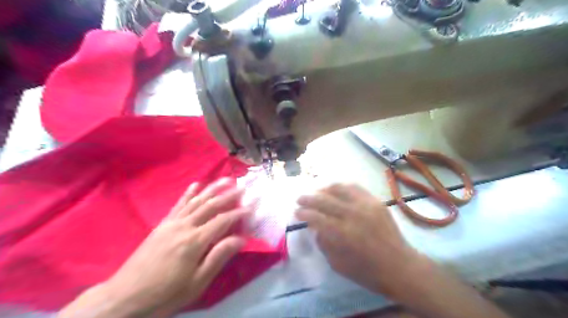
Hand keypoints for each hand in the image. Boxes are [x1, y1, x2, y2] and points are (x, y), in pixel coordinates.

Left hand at [58, 178, 249, 316]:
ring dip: (212, 188)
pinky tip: (196, 184)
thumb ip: (219, 257)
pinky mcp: (162, 224)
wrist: (125, 297)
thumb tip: (241, 239)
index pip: (223, 221)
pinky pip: (178, 204)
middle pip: (211, 205)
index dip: (238, 213)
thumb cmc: (166, 293)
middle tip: (243, 187)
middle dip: (229, 195)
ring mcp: (172, 223)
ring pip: (196, 200)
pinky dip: (189, 193)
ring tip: (225, 179)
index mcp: (195, 241)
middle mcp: (184, 226)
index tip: (251, 207)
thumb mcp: (197, 282)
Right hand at [298, 184, 420, 297]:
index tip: (296, 212)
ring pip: (339, 188)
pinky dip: (342, 186)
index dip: (303, 213)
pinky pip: (355, 187)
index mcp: (342, 234)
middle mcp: (352, 215)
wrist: (400, 267)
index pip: (316, 217)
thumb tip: (314, 226)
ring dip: (324, 189)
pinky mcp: (375, 201)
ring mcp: (365, 205)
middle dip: (308, 198)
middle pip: (324, 200)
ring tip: (316, 192)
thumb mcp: (338, 264)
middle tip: (299, 199)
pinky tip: (336, 189)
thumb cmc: (367, 271)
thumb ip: (323, 243)